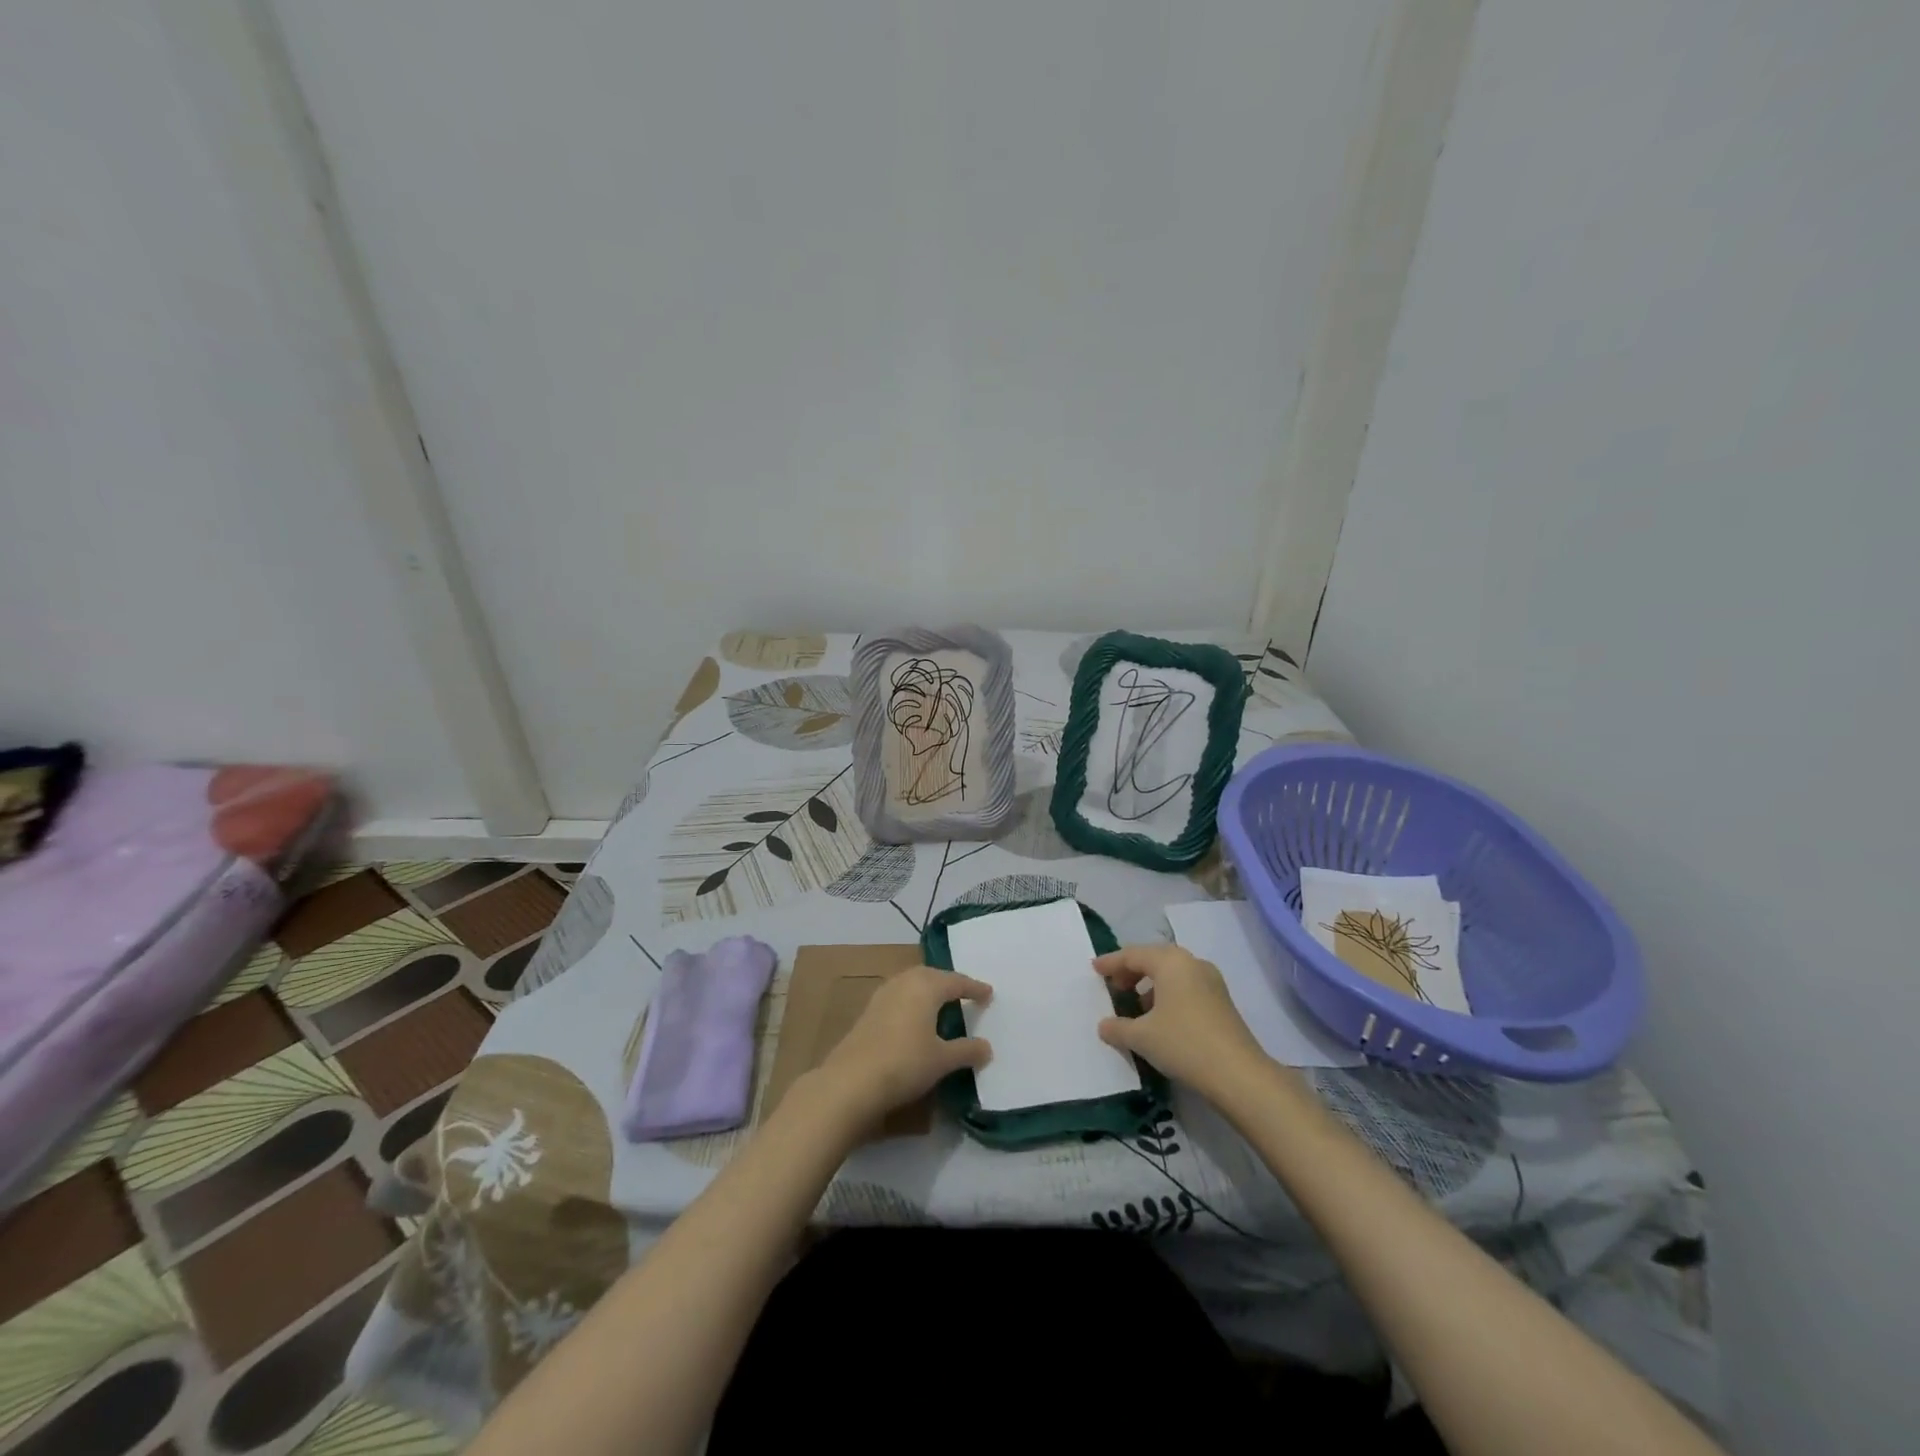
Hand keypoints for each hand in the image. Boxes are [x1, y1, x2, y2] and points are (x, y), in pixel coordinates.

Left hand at [813, 966, 992, 1128]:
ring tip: (941, 1003)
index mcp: (926, 987)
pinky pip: (899, 995)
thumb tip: (987, 1047)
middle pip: (931, 975)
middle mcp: (904, 982)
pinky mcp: (868, 1011)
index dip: (974, 988)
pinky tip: (914, 1018)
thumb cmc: (904, 1064)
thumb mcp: (942, 1060)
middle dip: (949, 983)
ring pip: (912, 983)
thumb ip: (967, 1050)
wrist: (851, 1081)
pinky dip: (912, 1000)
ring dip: (928, 990)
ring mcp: (882, 995)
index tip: (989, 993)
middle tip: (965, 994)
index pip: (956, 981)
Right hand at [1093, 944, 1269, 1100]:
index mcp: (1170, 962)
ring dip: (1151, 984)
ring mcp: (1211, 981)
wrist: (1239, 1075)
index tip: (1094, 969)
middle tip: (1114, 986)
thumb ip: (1118, 1027)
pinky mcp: (1222, 1001)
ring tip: (1135, 1006)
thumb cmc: (1184, 1044)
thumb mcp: (1142, 1037)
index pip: (1133, 955)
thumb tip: (1104, 1025)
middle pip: (1154, 959)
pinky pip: (1186, 987)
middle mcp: (1192, 963)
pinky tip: (1160, 1018)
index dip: (1111, 962)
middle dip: (1132, 971)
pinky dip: (1168, 995)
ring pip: (1172, 973)